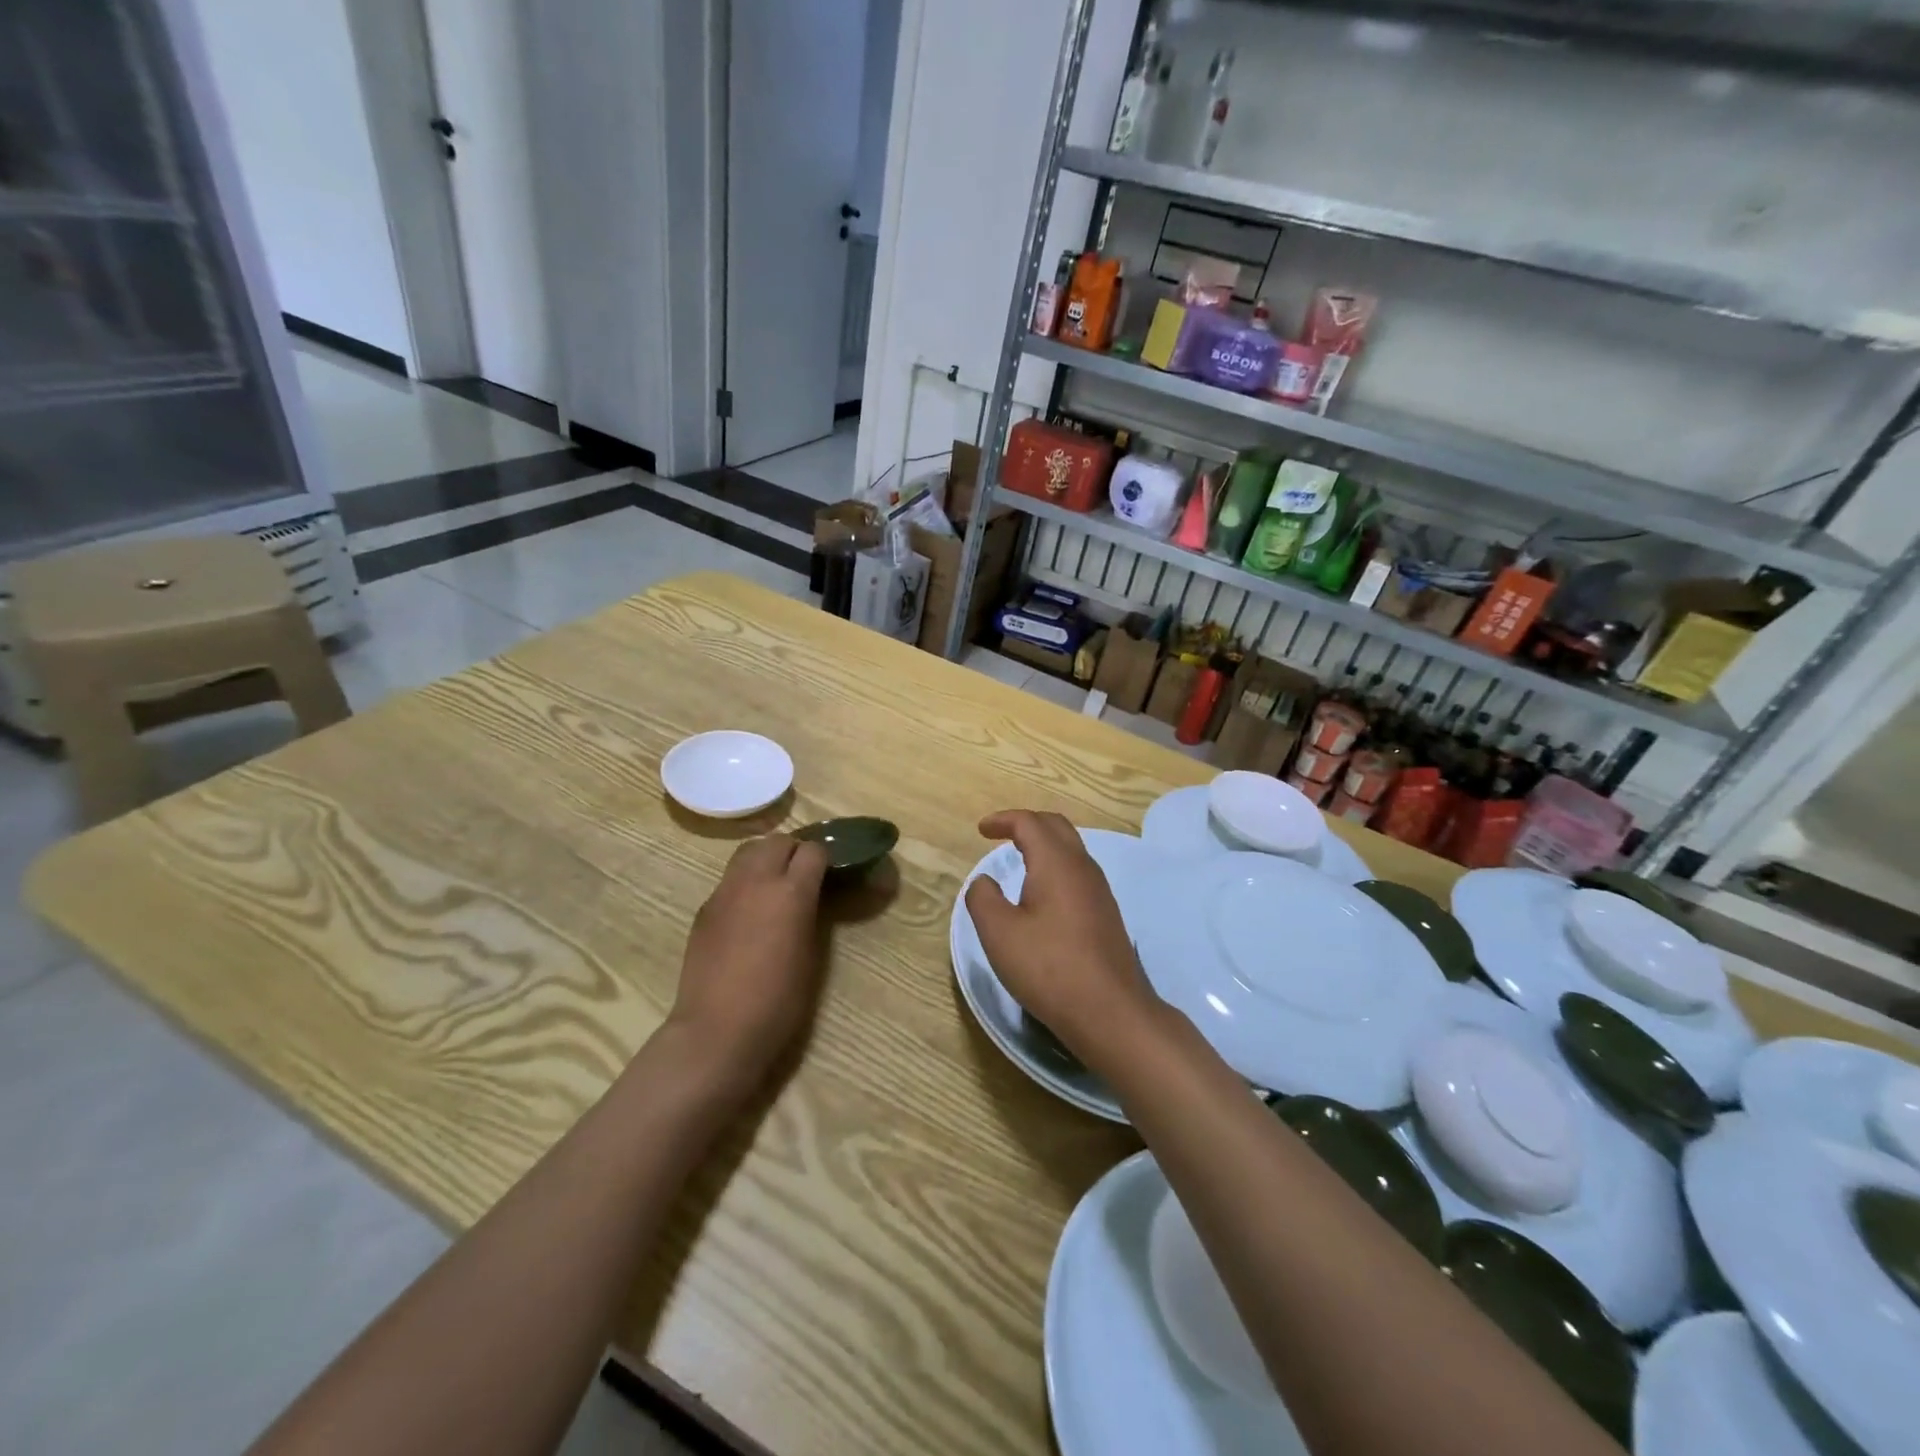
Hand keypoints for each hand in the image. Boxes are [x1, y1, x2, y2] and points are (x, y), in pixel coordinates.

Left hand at [669, 834, 830, 1090]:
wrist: (717, 1030)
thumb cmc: (778, 1001)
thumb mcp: (811, 954)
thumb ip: (811, 913)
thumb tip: (812, 897)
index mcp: (791, 892)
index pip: (812, 850)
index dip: (824, 859)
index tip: (829, 874)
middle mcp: (756, 881)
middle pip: (778, 841)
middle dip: (794, 850)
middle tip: (803, 874)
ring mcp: (725, 892)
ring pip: (748, 851)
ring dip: (766, 858)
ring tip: (774, 884)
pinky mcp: (705, 908)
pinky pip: (730, 879)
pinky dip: (745, 882)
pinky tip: (749, 911)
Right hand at [964, 810, 1163, 1068]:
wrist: (1110, 1012)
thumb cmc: (1049, 967)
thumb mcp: (999, 933)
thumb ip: (983, 899)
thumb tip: (984, 882)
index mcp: (1056, 863)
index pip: (1029, 823)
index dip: (1003, 820)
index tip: (982, 829)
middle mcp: (1083, 868)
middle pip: (1056, 827)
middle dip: (1027, 823)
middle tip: (1002, 834)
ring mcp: (1100, 891)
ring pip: (1071, 850)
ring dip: (1044, 845)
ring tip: (1020, 859)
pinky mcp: (1106, 914)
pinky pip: (1078, 873)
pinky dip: (1056, 867)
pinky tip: (1044, 894)